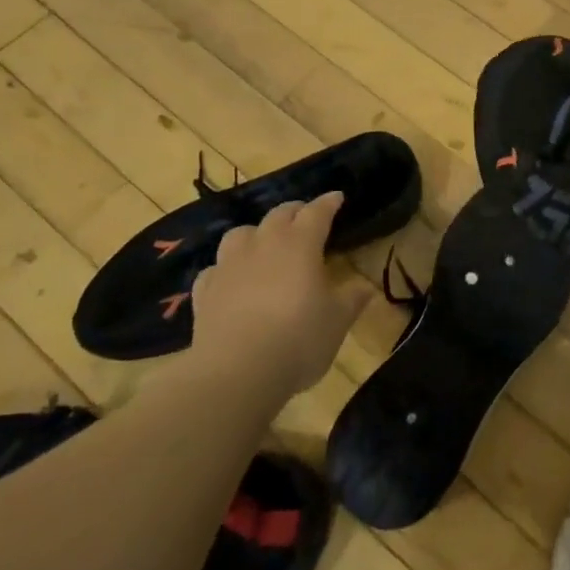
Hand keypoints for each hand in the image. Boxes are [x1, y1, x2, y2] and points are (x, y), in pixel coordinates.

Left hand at [190, 192, 369, 394]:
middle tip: (305, 217)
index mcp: (300, 244)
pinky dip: (226, 269)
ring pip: (241, 234)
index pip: (317, 212)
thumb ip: (352, 299)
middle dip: (295, 212)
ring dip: (256, 234)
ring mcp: (229, 265)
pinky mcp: (205, 291)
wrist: (236, 372)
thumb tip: (365, 287)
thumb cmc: (298, 340)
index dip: (328, 203)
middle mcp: (263, 244)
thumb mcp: (337, 322)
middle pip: (279, 214)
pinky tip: (231, 280)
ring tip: (263, 244)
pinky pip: (215, 269)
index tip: (337, 197)